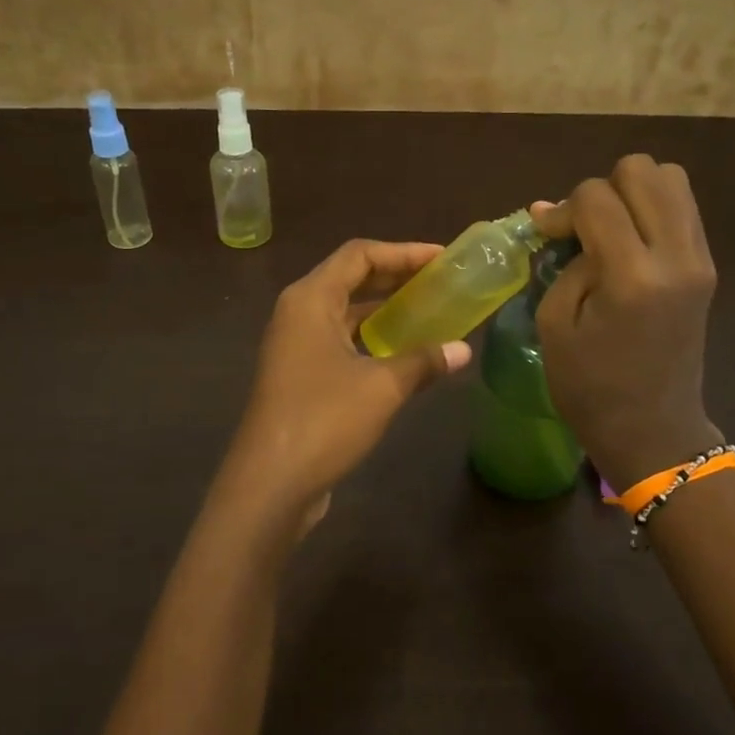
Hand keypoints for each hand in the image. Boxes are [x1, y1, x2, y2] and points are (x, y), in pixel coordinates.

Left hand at [223, 240, 471, 523]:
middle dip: (396, 278)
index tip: (442, 259)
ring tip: (430, 313)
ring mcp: (295, 347)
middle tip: (441, 282)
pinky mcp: (300, 377)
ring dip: (385, 311)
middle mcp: (298, 314)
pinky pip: (341, 342)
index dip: (403, 251)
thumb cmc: (324, 420)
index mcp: (310, 300)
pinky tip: (404, 354)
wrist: (271, 483)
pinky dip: (372, 340)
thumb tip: (463, 350)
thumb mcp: (382, 386)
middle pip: (351, 279)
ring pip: (346, 314)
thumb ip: (424, 361)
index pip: (359, 255)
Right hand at [532, 155, 721, 487]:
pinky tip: (628, 243)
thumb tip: (557, 217)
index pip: (596, 197)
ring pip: (671, 179)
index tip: (547, 236)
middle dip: (602, 189)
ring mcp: (700, 258)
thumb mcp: (555, 324)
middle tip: (582, 229)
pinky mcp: (707, 267)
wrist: (653, 429)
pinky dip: (652, 210)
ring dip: (632, 193)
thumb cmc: (590, 388)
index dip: (562, 209)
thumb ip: (562, 262)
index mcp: (632, 276)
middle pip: (643, 170)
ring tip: (608, 231)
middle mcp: (676, 256)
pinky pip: (682, 209)